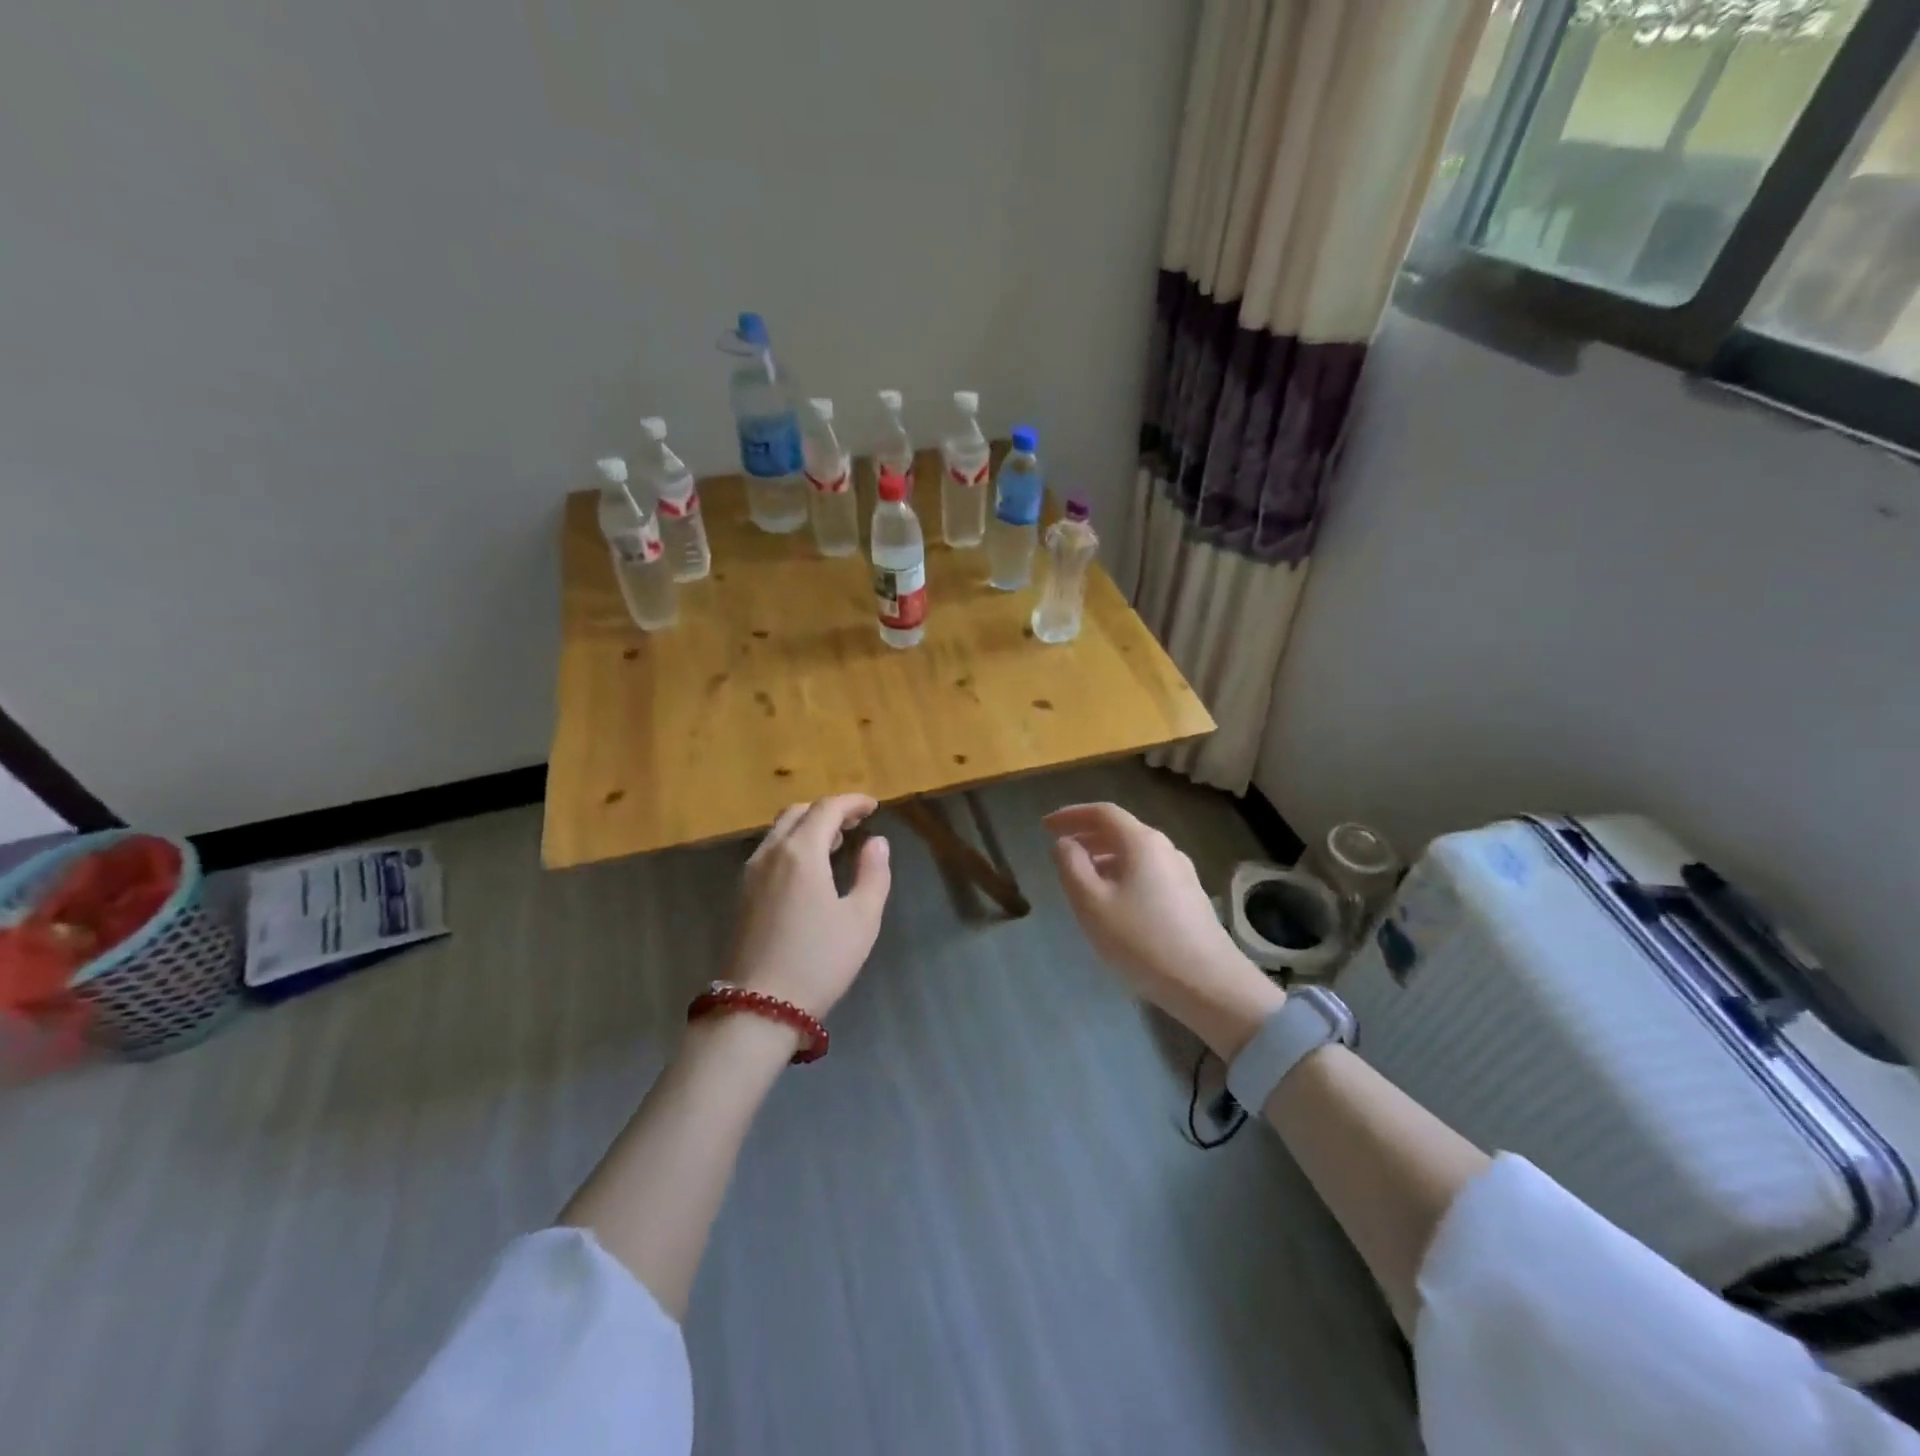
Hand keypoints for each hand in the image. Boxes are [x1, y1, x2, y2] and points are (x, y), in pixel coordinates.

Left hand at [726, 795, 891, 1018]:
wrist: (758, 1007)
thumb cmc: (818, 961)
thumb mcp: (861, 919)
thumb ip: (873, 874)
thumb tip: (876, 843)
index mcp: (801, 852)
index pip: (827, 808)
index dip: (852, 802)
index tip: (874, 806)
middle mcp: (771, 853)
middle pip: (798, 813)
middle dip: (828, 810)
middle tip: (855, 822)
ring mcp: (750, 874)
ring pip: (779, 832)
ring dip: (808, 827)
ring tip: (836, 843)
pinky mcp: (741, 895)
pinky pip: (769, 852)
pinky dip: (792, 845)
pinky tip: (809, 870)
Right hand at [1044, 802, 1282, 1058]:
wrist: (1208, 983)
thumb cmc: (1141, 940)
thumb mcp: (1092, 903)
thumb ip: (1071, 866)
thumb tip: (1065, 843)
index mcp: (1142, 842)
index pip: (1102, 813)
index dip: (1071, 815)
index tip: (1045, 827)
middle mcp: (1165, 848)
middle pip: (1120, 830)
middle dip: (1086, 835)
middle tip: (1059, 850)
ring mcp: (1181, 872)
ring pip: (1134, 852)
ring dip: (1103, 856)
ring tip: (1080, 877)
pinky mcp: (1189, 896)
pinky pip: (1146, 871)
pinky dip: (1121, 873)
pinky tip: (1112, 900)